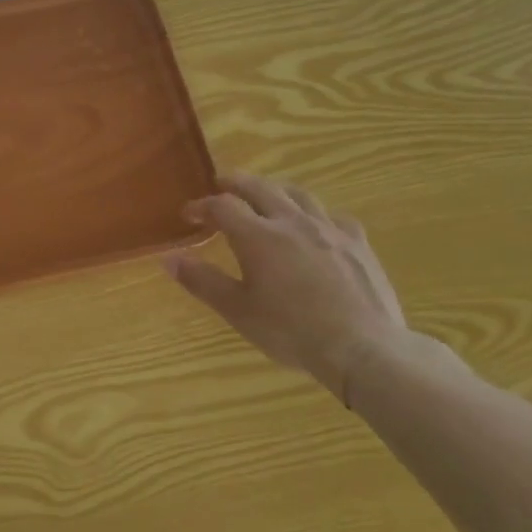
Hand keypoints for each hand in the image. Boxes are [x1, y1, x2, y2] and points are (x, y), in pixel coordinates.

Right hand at [164, 173, 406, 400]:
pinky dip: (315, 214)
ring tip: (265, 195)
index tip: (188, 214)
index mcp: (258, 236)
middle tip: (221, 185)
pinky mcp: (358, 244)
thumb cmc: (291, 331)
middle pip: (260, 188)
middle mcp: (292, 222)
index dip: (202, 206)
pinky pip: (334, 216)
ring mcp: (329, 230)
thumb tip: (168, 258)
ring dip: (275, 189)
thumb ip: (202, 281)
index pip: (222, 206)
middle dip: (236, 183)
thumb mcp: (238, 310)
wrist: (363, 348)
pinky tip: (316, 226)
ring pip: (299, 194)